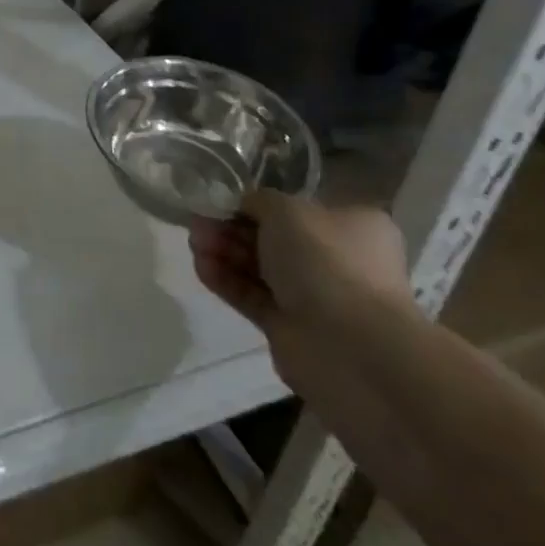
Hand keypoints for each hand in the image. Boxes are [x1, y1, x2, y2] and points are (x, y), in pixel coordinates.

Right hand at [189, 192, 416, 384]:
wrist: (350, 345)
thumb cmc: (326, 261)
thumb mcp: (287, 210)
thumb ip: (258, 200)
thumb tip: (243, 204)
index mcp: (350, 225)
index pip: (296, 208)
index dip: (256, 203)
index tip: (220, 200)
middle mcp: (335, 258)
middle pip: (272, 237)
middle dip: (231, 227)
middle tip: (198, 222)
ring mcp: (312, 295)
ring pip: (259, 267)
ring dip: (224, 251)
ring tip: (193, 243)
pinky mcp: (288, 325)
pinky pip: (251, 296)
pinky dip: (226, 280)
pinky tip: (201, 267)